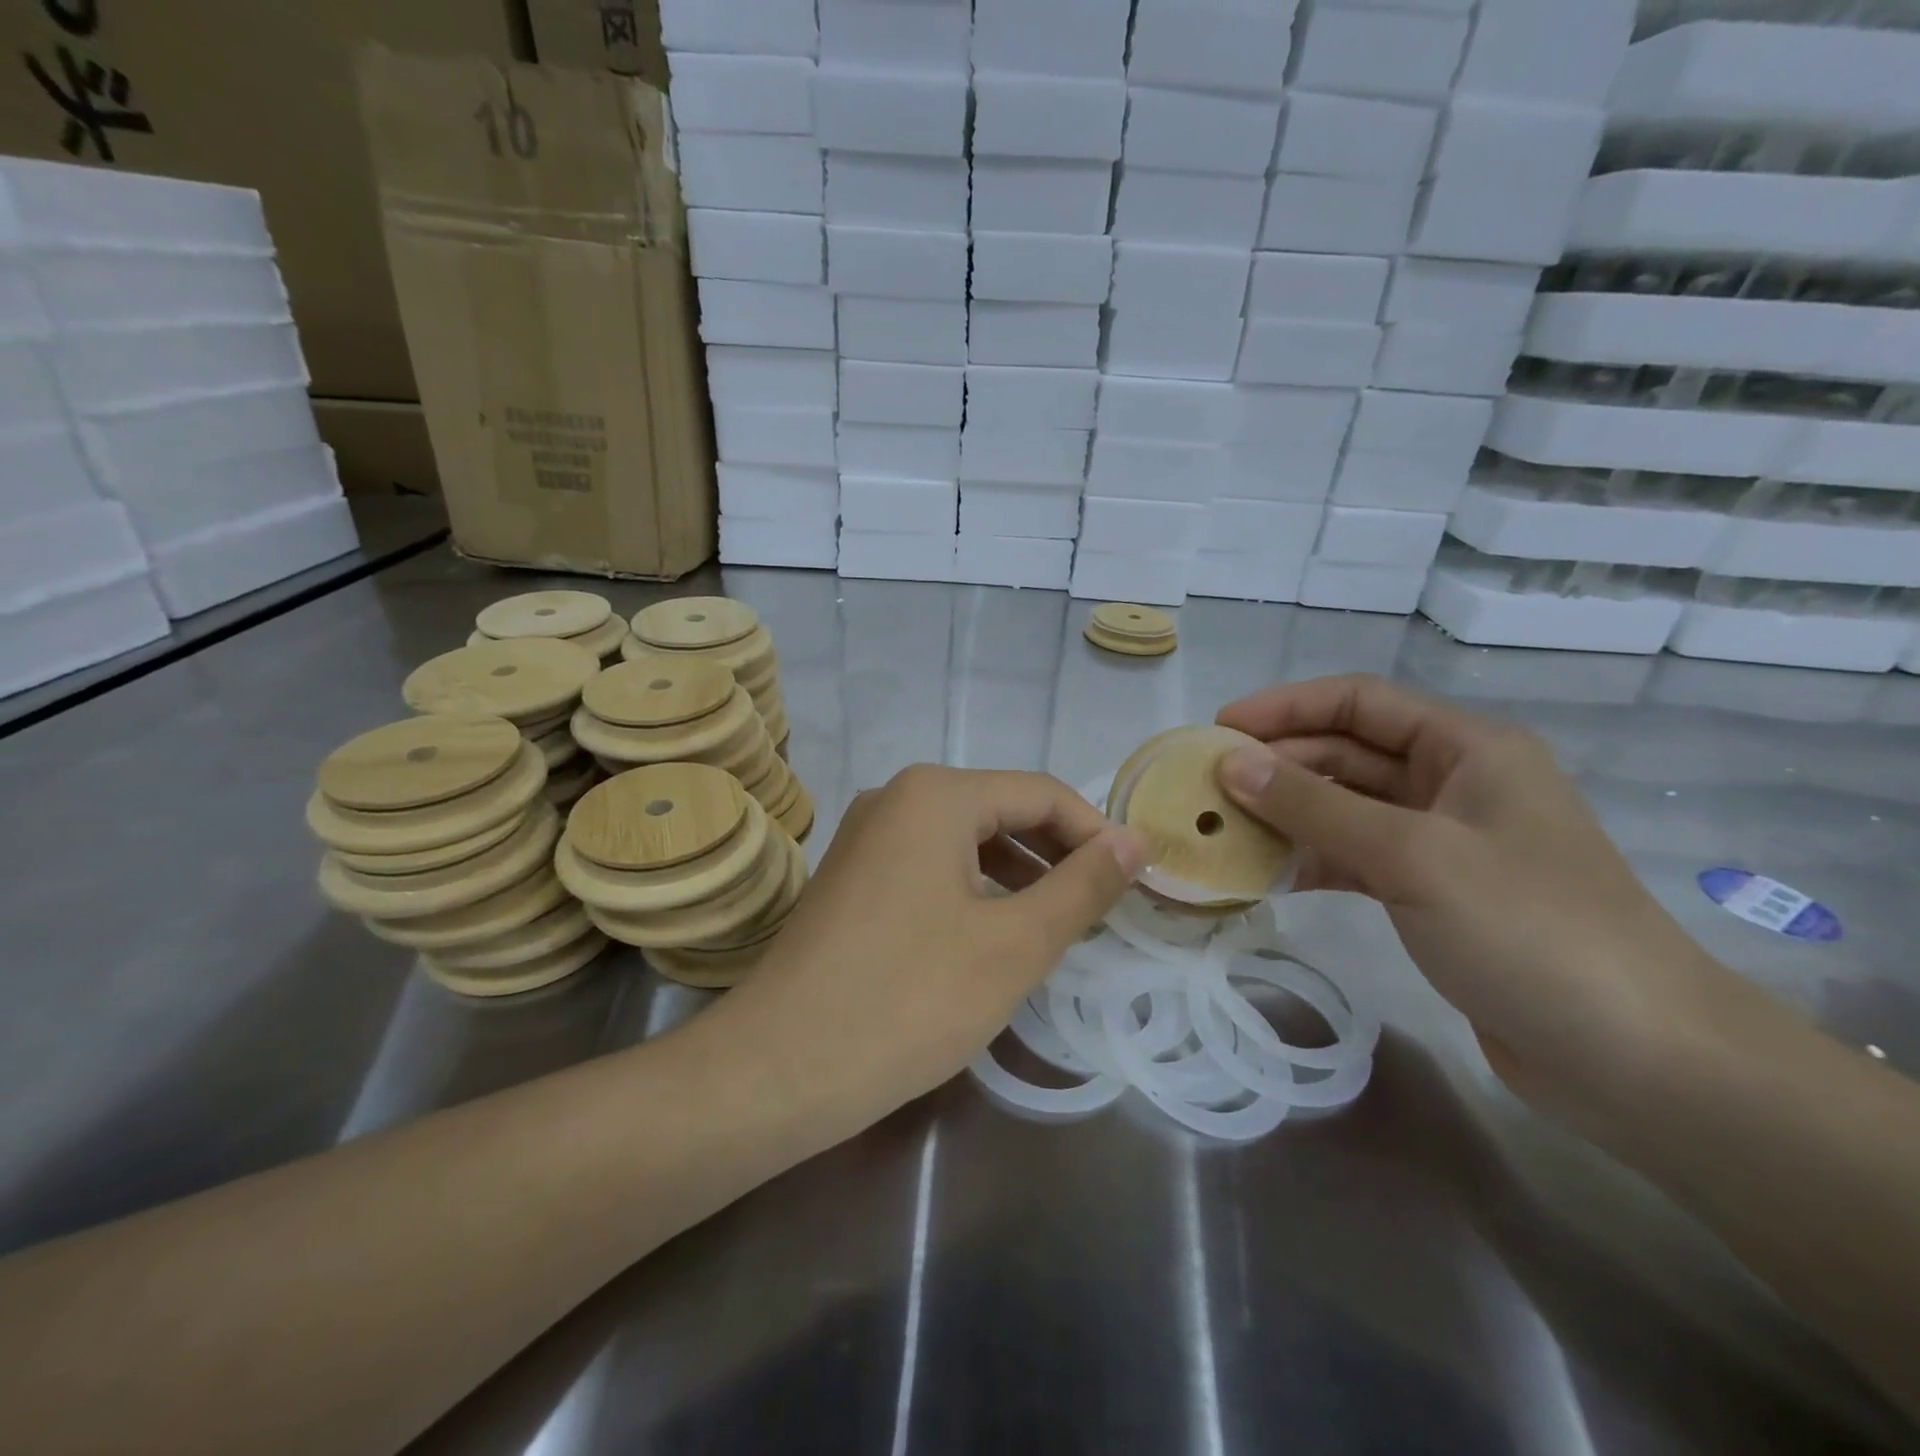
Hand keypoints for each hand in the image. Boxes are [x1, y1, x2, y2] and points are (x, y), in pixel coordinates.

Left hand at [717, 766, 1146, 1124]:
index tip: (1133, 883)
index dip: (1095, 834)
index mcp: (936, 794)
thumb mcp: (1014, 944)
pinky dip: (974, 889)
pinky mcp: (852, 876)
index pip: (1041, 793)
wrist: (779, 1067)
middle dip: (1057, 854)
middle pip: (1001, 809)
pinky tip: (993, 932)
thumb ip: (1082, 886)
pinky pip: (931, 865)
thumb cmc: (909, 1000)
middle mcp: (896, 797)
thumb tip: (1135, 841)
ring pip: (966, 839)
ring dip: (1018, 873)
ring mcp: (866, 835)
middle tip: (1101, 907)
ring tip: (1057, 924)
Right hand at [1215, 675, 1716, 1105]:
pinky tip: (1262, 874)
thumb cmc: (1529, 930)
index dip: (1285, 707)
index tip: (1218, 728)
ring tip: (1219, 828)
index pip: (1359, 702)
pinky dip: (1309, 860)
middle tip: (1204, 786)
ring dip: (1286, 814)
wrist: (1636, 1060)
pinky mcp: (1431, 893)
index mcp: (1467, 748)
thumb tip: (1230, 762)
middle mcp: (1453, 782)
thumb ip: (1315, 805)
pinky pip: (1354, 857)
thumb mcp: (1412, 856)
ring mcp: (1442, 841)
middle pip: (1346, 754)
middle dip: (1276, 765)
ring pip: (1344, 808)